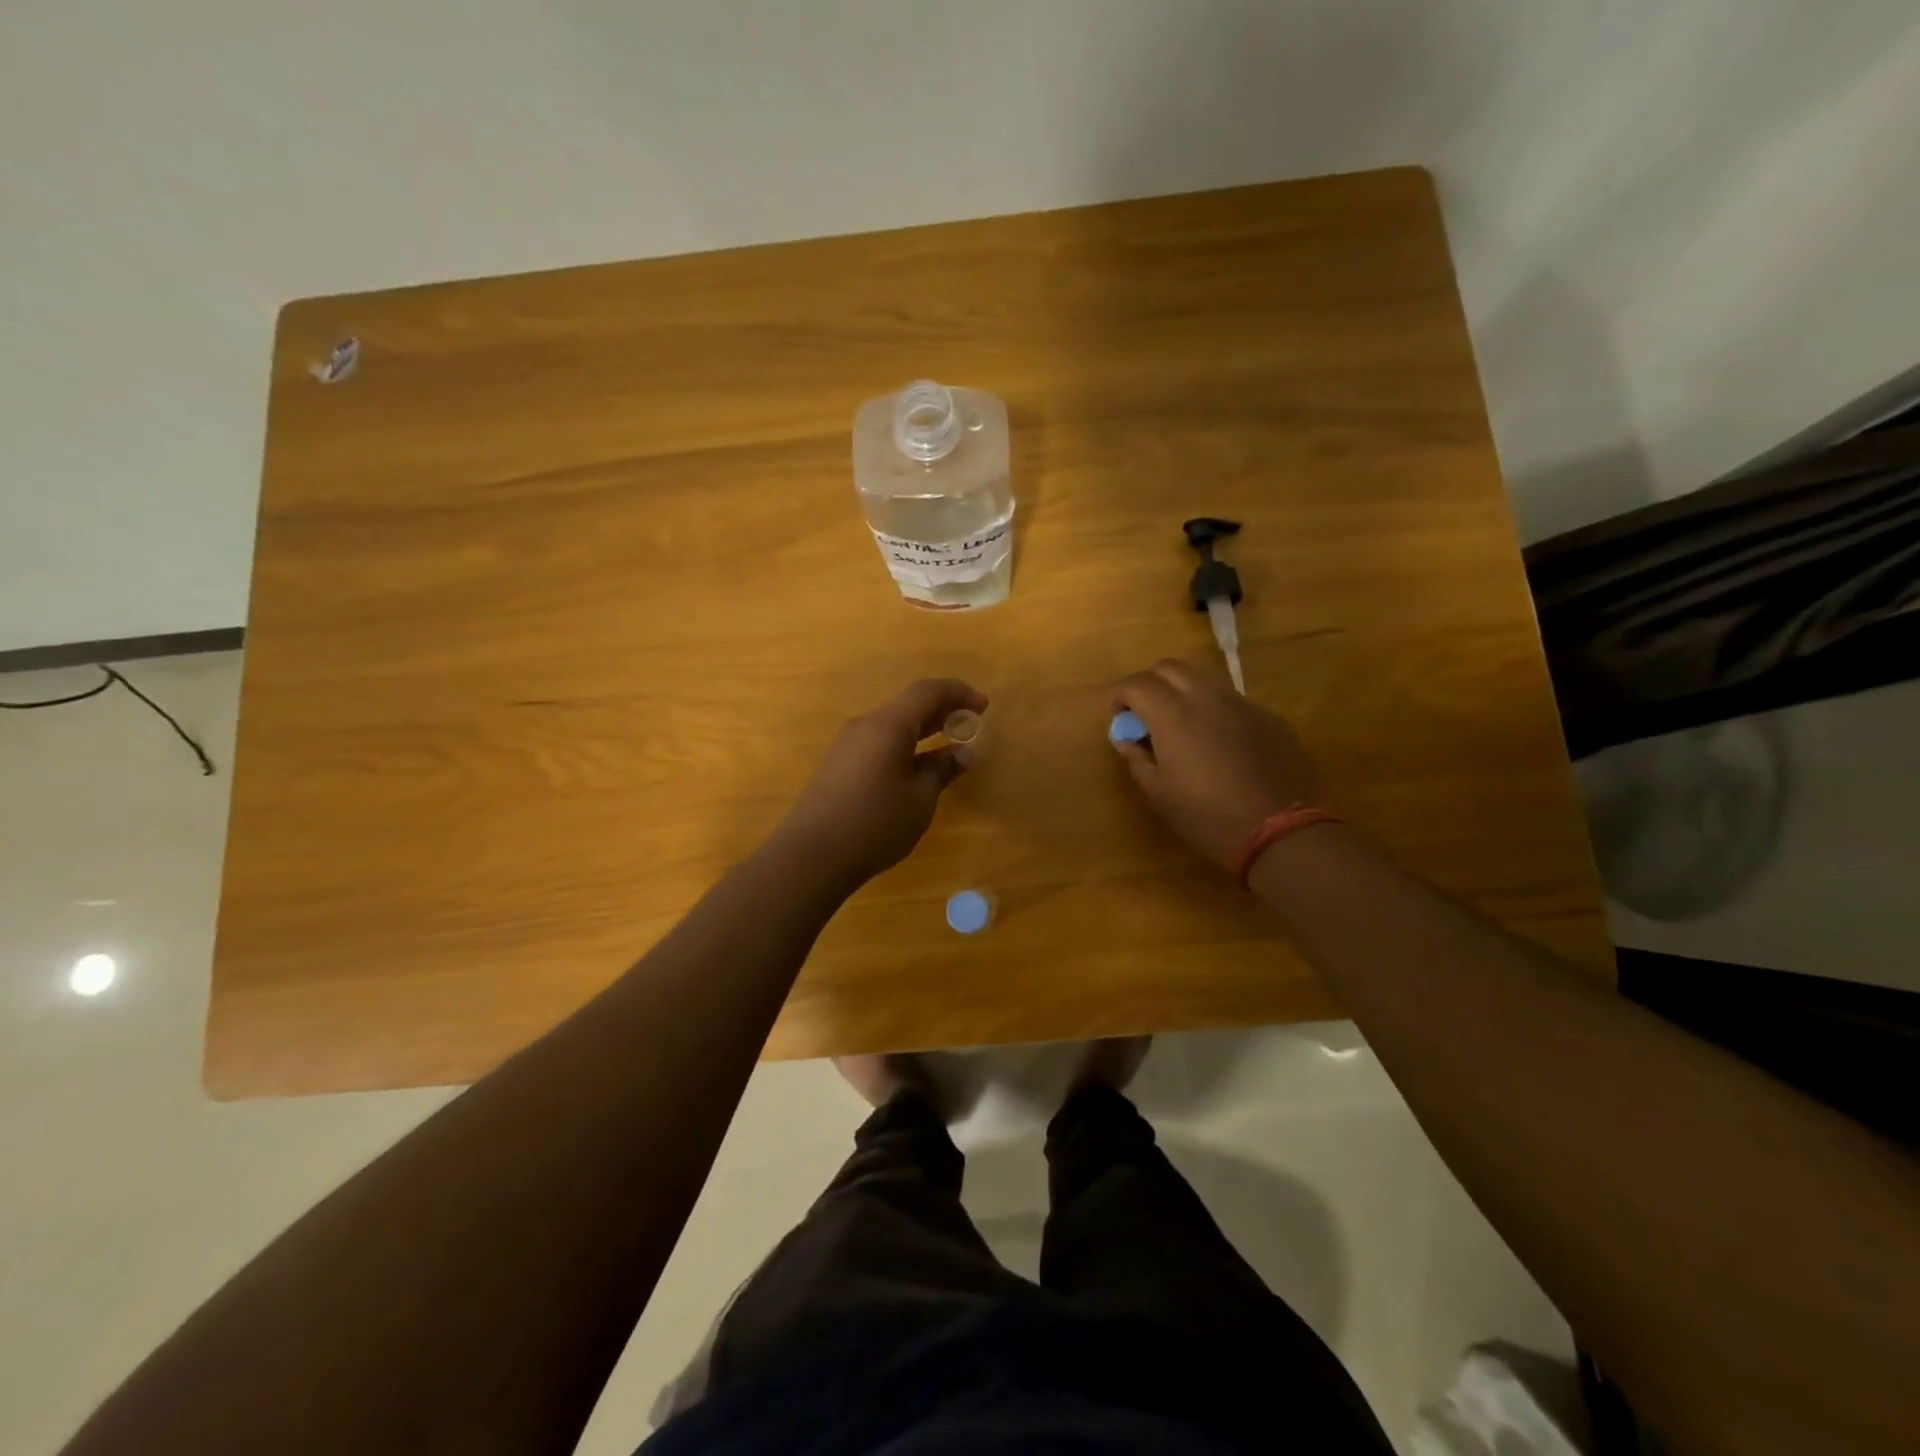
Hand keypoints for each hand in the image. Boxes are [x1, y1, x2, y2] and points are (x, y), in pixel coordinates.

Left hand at [773, 679, 986, 884]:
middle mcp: (865, 726)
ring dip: (922, 729)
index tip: (983, 706)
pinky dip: (904, 744)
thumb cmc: (875, 824)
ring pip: (892, 724)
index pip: (928, 692)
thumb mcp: (920, 799)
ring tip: (947, 745)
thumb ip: (942, 769)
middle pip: (908, 705)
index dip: (958, 693)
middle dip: (942, 710)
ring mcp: (847, 745)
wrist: (811, 855)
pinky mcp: (838, 765)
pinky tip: (916, 767)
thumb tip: (963, 752)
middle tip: (970, 724)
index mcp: (888, 725)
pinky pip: (878, 741)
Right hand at [1111, 659, 1320, 867]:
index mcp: (1173, 714)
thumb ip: (1137, 758)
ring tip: (1181, 725)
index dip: (1120, 695)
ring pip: (1203, 679)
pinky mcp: (1268, 717)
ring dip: (1183, 692)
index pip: (1137, 684)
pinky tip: (1218, 742)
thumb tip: (1128, 739)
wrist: (1278, 830)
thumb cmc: (1206, 815)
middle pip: (1169, 668)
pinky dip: (1214, 710)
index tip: (1117, 715)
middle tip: (1145, 714)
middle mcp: (1206, 697)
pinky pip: (1232, 701)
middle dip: (1150, 683)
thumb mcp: (1158, 792)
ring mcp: (1242, 704)